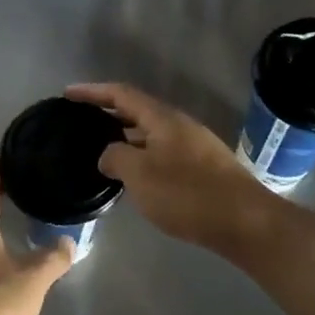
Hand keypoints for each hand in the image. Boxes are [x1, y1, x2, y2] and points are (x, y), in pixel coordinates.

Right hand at [66, 83, 279, 251]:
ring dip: (125, 137)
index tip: (68, 94)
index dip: (93, 91)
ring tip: (100, 150)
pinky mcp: (203, 168)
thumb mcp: (139, 174)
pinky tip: (133, 175)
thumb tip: (108, 153)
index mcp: (162, 118)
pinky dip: (141, 155)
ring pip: (150, 134)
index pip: (121, 94)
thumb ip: (115, 157)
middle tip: (80, 122)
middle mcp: (179, 125)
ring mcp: (194, 146)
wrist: (245, 222)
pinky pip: (162, 152)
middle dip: (108, 113)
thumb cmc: (187, 194)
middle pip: (137, 110)